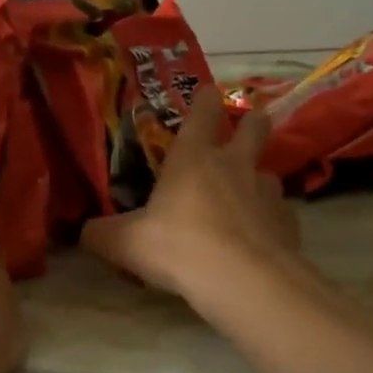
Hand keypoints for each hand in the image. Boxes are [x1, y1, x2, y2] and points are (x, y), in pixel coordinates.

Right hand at [82, 88, 298, 299]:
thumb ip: (102, 234)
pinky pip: (279, 215)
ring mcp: (267, 192)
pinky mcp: (288, 223)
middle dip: (252, 122)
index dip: (206, 99)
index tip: (209, 93)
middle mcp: (235, 165)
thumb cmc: (179, 247)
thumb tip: (84, 232)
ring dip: (257, 180)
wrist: (243, 280)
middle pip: (255, 127)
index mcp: (193, 158)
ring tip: (246, 200)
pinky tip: (259, 240)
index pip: (203, 111)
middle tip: (249, 126)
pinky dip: (270, 222)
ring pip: (268, 173)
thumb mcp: (125, 243)